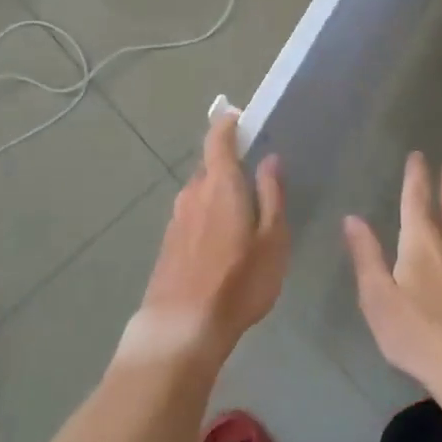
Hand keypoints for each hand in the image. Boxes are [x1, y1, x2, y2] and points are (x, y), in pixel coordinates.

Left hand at [124, 114, 286, 368]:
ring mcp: (176, 219)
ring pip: (200, 193)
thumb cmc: (238, 281)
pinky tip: (221, 242)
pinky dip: (207, 216)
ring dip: (218, 195)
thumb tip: (270, 159)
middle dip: (229, 166)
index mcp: (220, 184)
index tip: (236, 115)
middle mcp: (193, 193)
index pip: (219, 140)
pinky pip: (192, 216)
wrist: (181, 326)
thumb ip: (272, 195)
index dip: (227, 123)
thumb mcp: (273, 240)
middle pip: (210, 167)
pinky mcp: (168, 243)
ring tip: (242, 214)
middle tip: (254, 176)